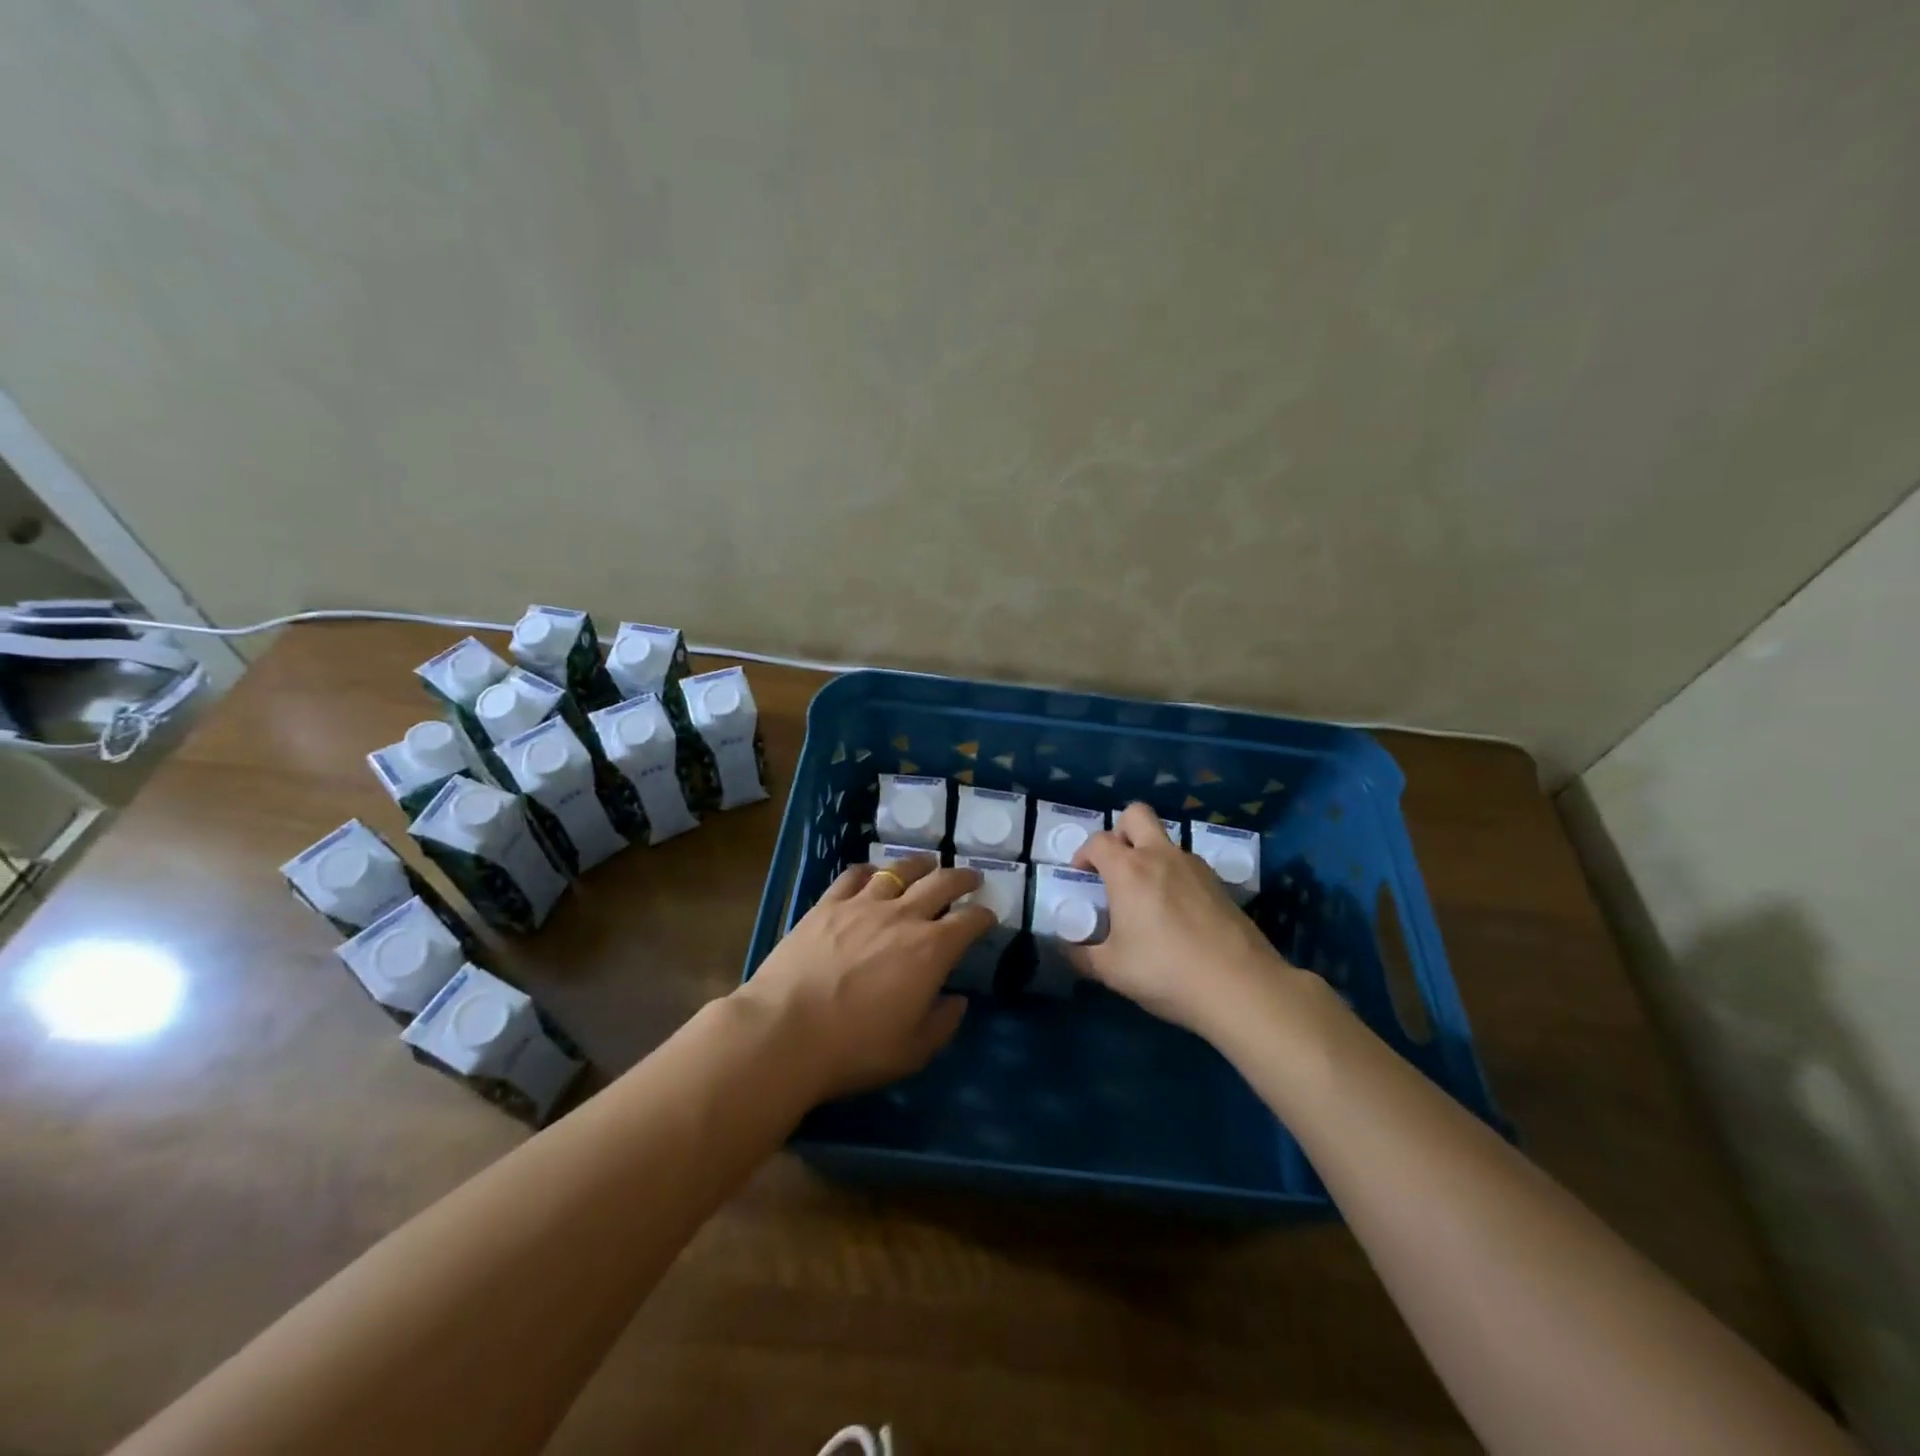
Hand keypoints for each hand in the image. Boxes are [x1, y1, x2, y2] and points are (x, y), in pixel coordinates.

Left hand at [737, 855, 996, 1100]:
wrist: (784, 1032)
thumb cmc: (855, 1048)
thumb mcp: (913, 1051)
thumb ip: (943, 1023)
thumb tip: (958, 1000)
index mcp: (931, 950)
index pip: (969, 921)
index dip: (984, 916)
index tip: (988, 917)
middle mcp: (903, 916)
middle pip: (941, 883)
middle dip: (962, 878)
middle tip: (972, 878)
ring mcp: (862, 904)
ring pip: (899, 870)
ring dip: (920, 865)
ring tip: (927, 864)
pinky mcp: (827, 904)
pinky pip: (854, 876)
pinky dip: (870, 871)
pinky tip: (873, 874)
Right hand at [1072, 803, 1299, 1038]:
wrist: (1240, 986)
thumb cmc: (1165, 971)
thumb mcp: (1111, 970)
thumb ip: (1081, 954)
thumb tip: (1065, 947)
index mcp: (1128, 870)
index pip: (1098, 841)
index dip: (1083, 854)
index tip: (1082, 877)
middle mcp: (1161, 856)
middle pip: (1136, 814)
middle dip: (1120, 831)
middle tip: (1115, 866)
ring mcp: (1195, 866)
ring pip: (1165, 841)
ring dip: (1150, 855)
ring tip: (1147, 897)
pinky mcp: (1220, 883)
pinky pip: (1188, 865)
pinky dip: (1175, 876)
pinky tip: (1177, 914)